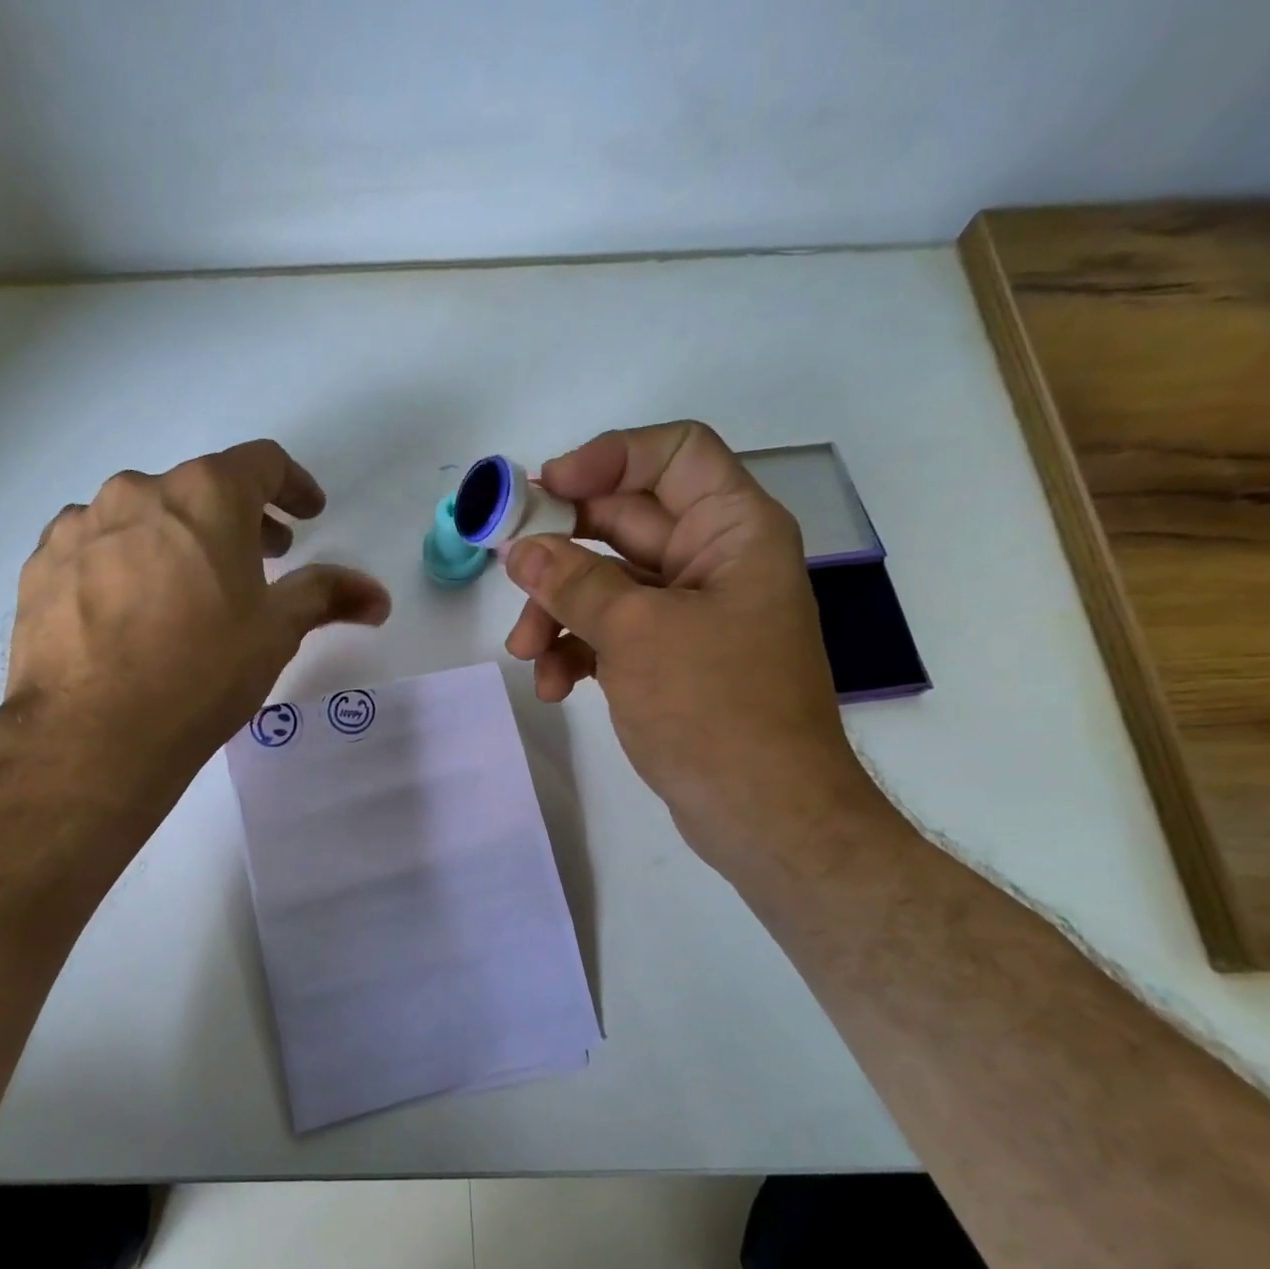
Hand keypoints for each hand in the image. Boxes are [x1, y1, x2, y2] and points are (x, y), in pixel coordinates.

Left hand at [0, 439, 389, 811]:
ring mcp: (80, 524)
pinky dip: (122, 563)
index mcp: (206, 496)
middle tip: (258, 560)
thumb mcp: (275, 633)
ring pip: (142, 517)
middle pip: (200, 489)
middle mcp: (138, 492)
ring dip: (175, 540)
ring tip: (186, 593)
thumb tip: (378, 595)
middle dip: (237, 520)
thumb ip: (326, 597)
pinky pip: (95, 547)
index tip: (306, 515)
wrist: (92, 733)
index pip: (262, 463)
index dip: (293, 486)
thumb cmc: (202, 673)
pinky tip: (128, 611)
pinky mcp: (41, 563)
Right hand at [502, 422, 888, 871]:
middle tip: (506, 569)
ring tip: (526, 654)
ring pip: (606, 584)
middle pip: (624, 522)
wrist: (762, 813)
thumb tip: (520, 550)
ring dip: (558, 612)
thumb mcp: (637, 633)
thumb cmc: (714, 707)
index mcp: (733, 530)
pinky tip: (554, 687)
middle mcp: (714, 561)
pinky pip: (611, 632)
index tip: (546, 491)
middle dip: (560, 552)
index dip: (609, 458)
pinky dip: (577, 650)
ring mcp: (690, 614)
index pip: (674, 454)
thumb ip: (574, 582)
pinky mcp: (669, 659)